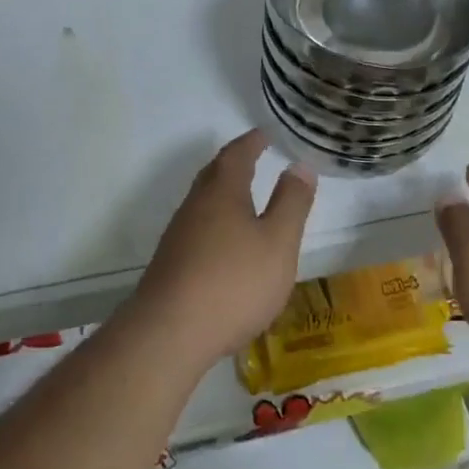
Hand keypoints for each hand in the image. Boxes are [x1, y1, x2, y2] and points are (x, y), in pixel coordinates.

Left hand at [130, 130, 315, 368]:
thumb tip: (299, 165)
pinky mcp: (171, 264)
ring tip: (242, 198)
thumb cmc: (233, 281)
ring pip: (203, 202)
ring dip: (222, 193)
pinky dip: (214, 222)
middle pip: (214, 174)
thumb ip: (291, 203)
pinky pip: (197, 228)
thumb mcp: (278, 242)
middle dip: (234, 163)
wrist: (169, 333)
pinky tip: (223, 244)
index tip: (264, 134)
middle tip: (252, 157)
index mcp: (222, 192)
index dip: (252, 142)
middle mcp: (195, 206)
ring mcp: (178, 235)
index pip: (236, 155)